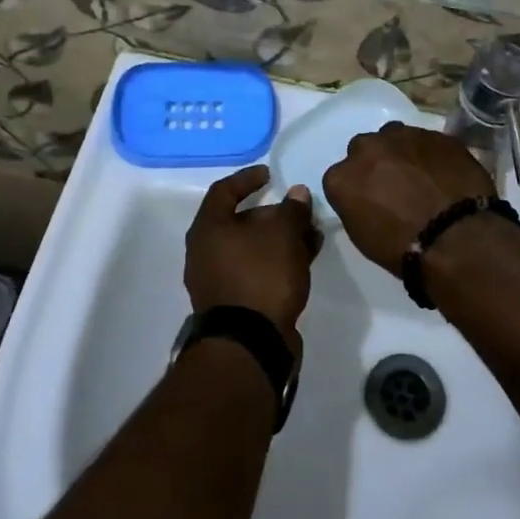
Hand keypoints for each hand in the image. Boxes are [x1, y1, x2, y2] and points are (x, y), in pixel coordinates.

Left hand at [185, 165, 318, 351]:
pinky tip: (305, 259)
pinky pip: (258, 270)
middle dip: (274, 214)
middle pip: (241, 221)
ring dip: (282, 239)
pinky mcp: (236, 303)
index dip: (247, 179)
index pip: (224, 191)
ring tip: (312, 235)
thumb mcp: (282, 235)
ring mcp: (219, 280)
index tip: (270, 174)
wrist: (250, 344)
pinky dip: (279, 261)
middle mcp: (207, 252)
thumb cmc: (260, 276)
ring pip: (253, 248)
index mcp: (208, 229)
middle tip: (301, 211)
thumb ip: (291, 210)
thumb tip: (297, 193)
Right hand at [322, 122, 495, 274]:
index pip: (340, 177)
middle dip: (376, 163)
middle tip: (394, 186)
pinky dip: (430, 154)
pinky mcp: (436, 134)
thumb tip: (367, 197)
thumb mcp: (363, 236)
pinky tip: (443, 174)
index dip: (357, 189)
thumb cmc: (404, 249)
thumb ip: (356, 205)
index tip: (370, 202)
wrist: (456, 238)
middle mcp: (367, 148)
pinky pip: (427, 141)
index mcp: (342, 177)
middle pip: (365, 149)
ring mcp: (403, 136)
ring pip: (395, 137)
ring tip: (420, 176)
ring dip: (402, 152)